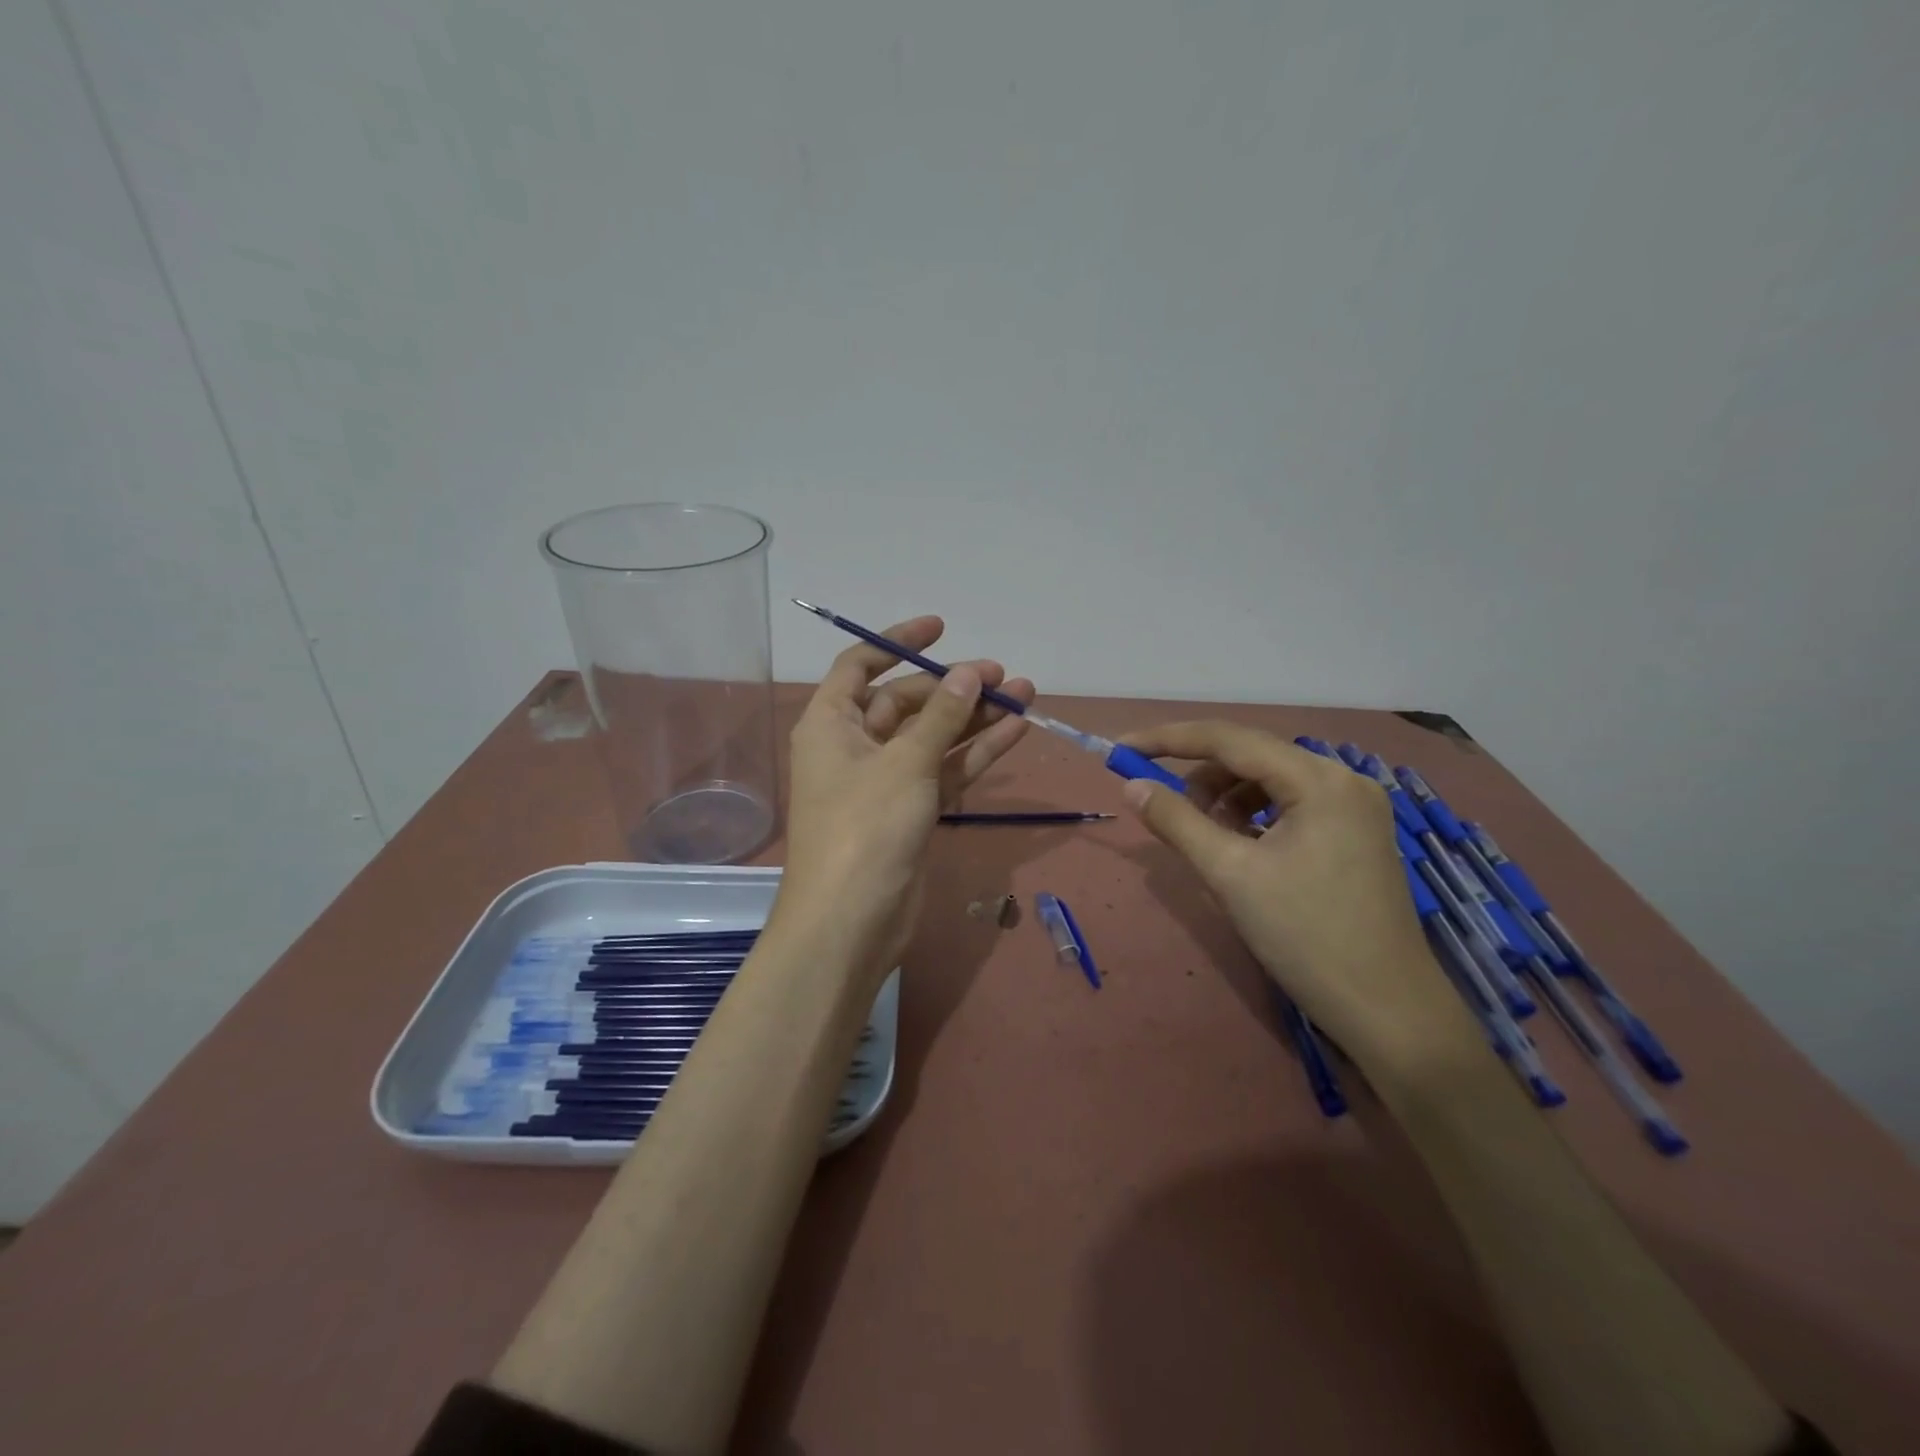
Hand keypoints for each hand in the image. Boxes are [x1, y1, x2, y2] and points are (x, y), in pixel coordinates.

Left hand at [777, 616, 1032, 987]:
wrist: (852, 922)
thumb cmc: (866, 828)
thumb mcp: (906, 763)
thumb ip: (942, 715)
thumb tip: (969, 672)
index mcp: (832, 723)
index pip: (860, 666)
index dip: (897, 642)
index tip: (942, 628)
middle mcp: (855, 746)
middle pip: (906, 702)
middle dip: (954, 687)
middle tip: (1004, 676)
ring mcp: (885, 781)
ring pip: (934, 737)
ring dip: (975, 717)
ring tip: (1025, 694)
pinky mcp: (911, 812)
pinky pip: (945, 771)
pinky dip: (976, 753)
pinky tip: (1015, 730)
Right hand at [1117, 721, 1477, 1068]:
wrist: (1388, 1010)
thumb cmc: (1305, 936)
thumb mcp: (1229, 874)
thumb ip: (1176, 821)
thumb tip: (1132, 786)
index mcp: (1318, 779)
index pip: (1228, 739)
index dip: (1167, 740)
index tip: (1122, 749)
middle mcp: (1343, 778)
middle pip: (1251, 757)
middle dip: (1200, 778)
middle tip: (1166, 812)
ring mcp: (1355, 806)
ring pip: (1269, 781)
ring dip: (1226, 800)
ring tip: (1207, 841)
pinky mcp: (1356, 833)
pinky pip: (1290, 805)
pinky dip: (1254, 818)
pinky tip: (1241, 850)